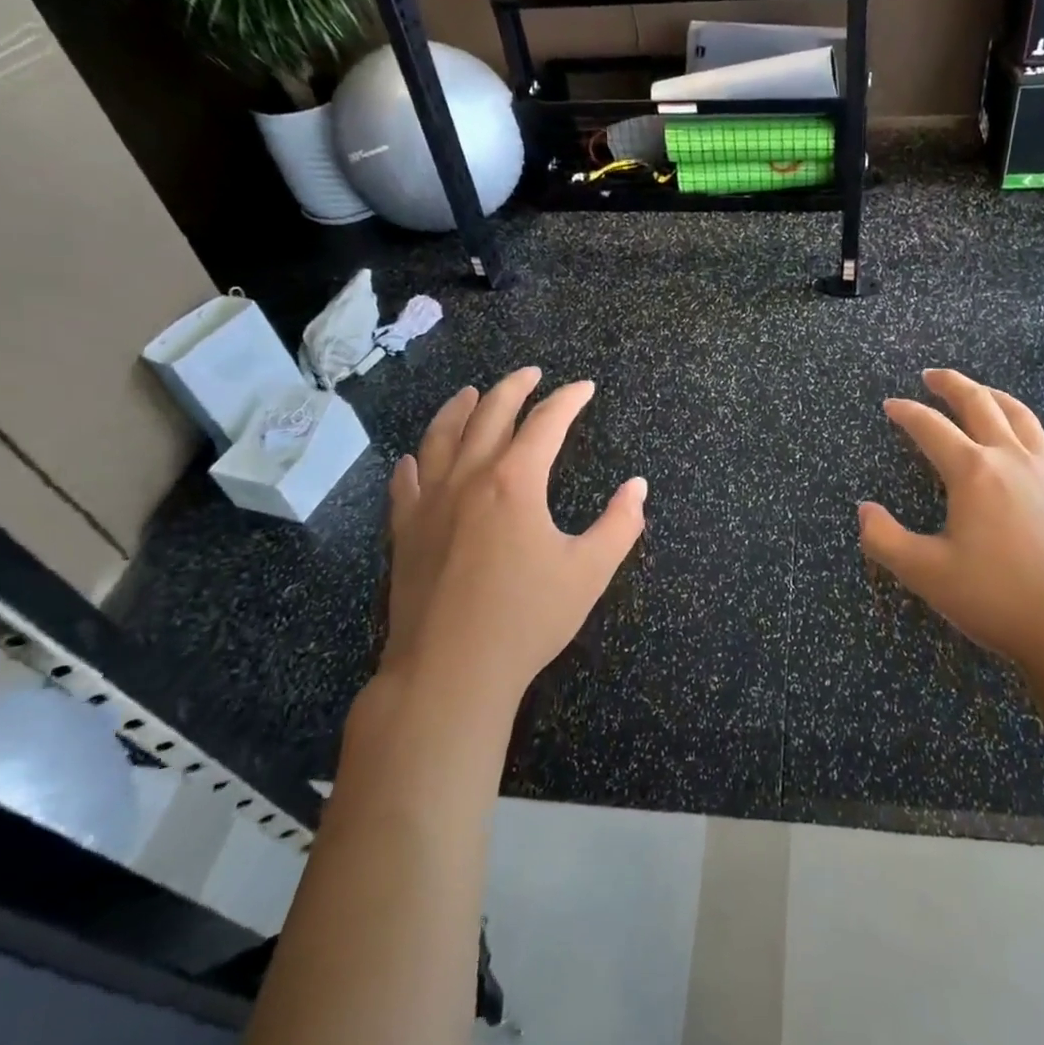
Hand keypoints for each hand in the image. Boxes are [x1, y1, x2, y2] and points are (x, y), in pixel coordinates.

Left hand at [381, 368, 646, 716]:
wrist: (450, 670)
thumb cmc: (527, 619)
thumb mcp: (589, 572)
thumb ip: (620, 524)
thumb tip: (638, 486)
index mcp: (515, 481)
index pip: (546, 422)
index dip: (568, 399)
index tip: (585, 387)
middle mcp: (469, 478)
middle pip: (490, 414)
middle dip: (514, 387)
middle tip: (532, 373)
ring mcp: (430, 503)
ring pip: (441, 437)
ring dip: (459, 408)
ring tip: (471, 392)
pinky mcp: (405, 532)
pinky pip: (405, 483)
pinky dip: (414, 462)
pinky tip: (414, 458)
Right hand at [858, 369, 1043, 686]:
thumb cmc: (998, 599)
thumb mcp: (926, 574)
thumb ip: (885, 539)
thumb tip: (864, 510)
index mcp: (973, 473)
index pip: (931, 428)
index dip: (907, 413)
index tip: (891, 405)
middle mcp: (1012, 461)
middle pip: (981, 405)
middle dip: (953, 385)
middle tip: (932, 375)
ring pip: (1022, 418)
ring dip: (996, 397)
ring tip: (981, 392)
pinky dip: (1039, 435)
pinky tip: (1037, 441)